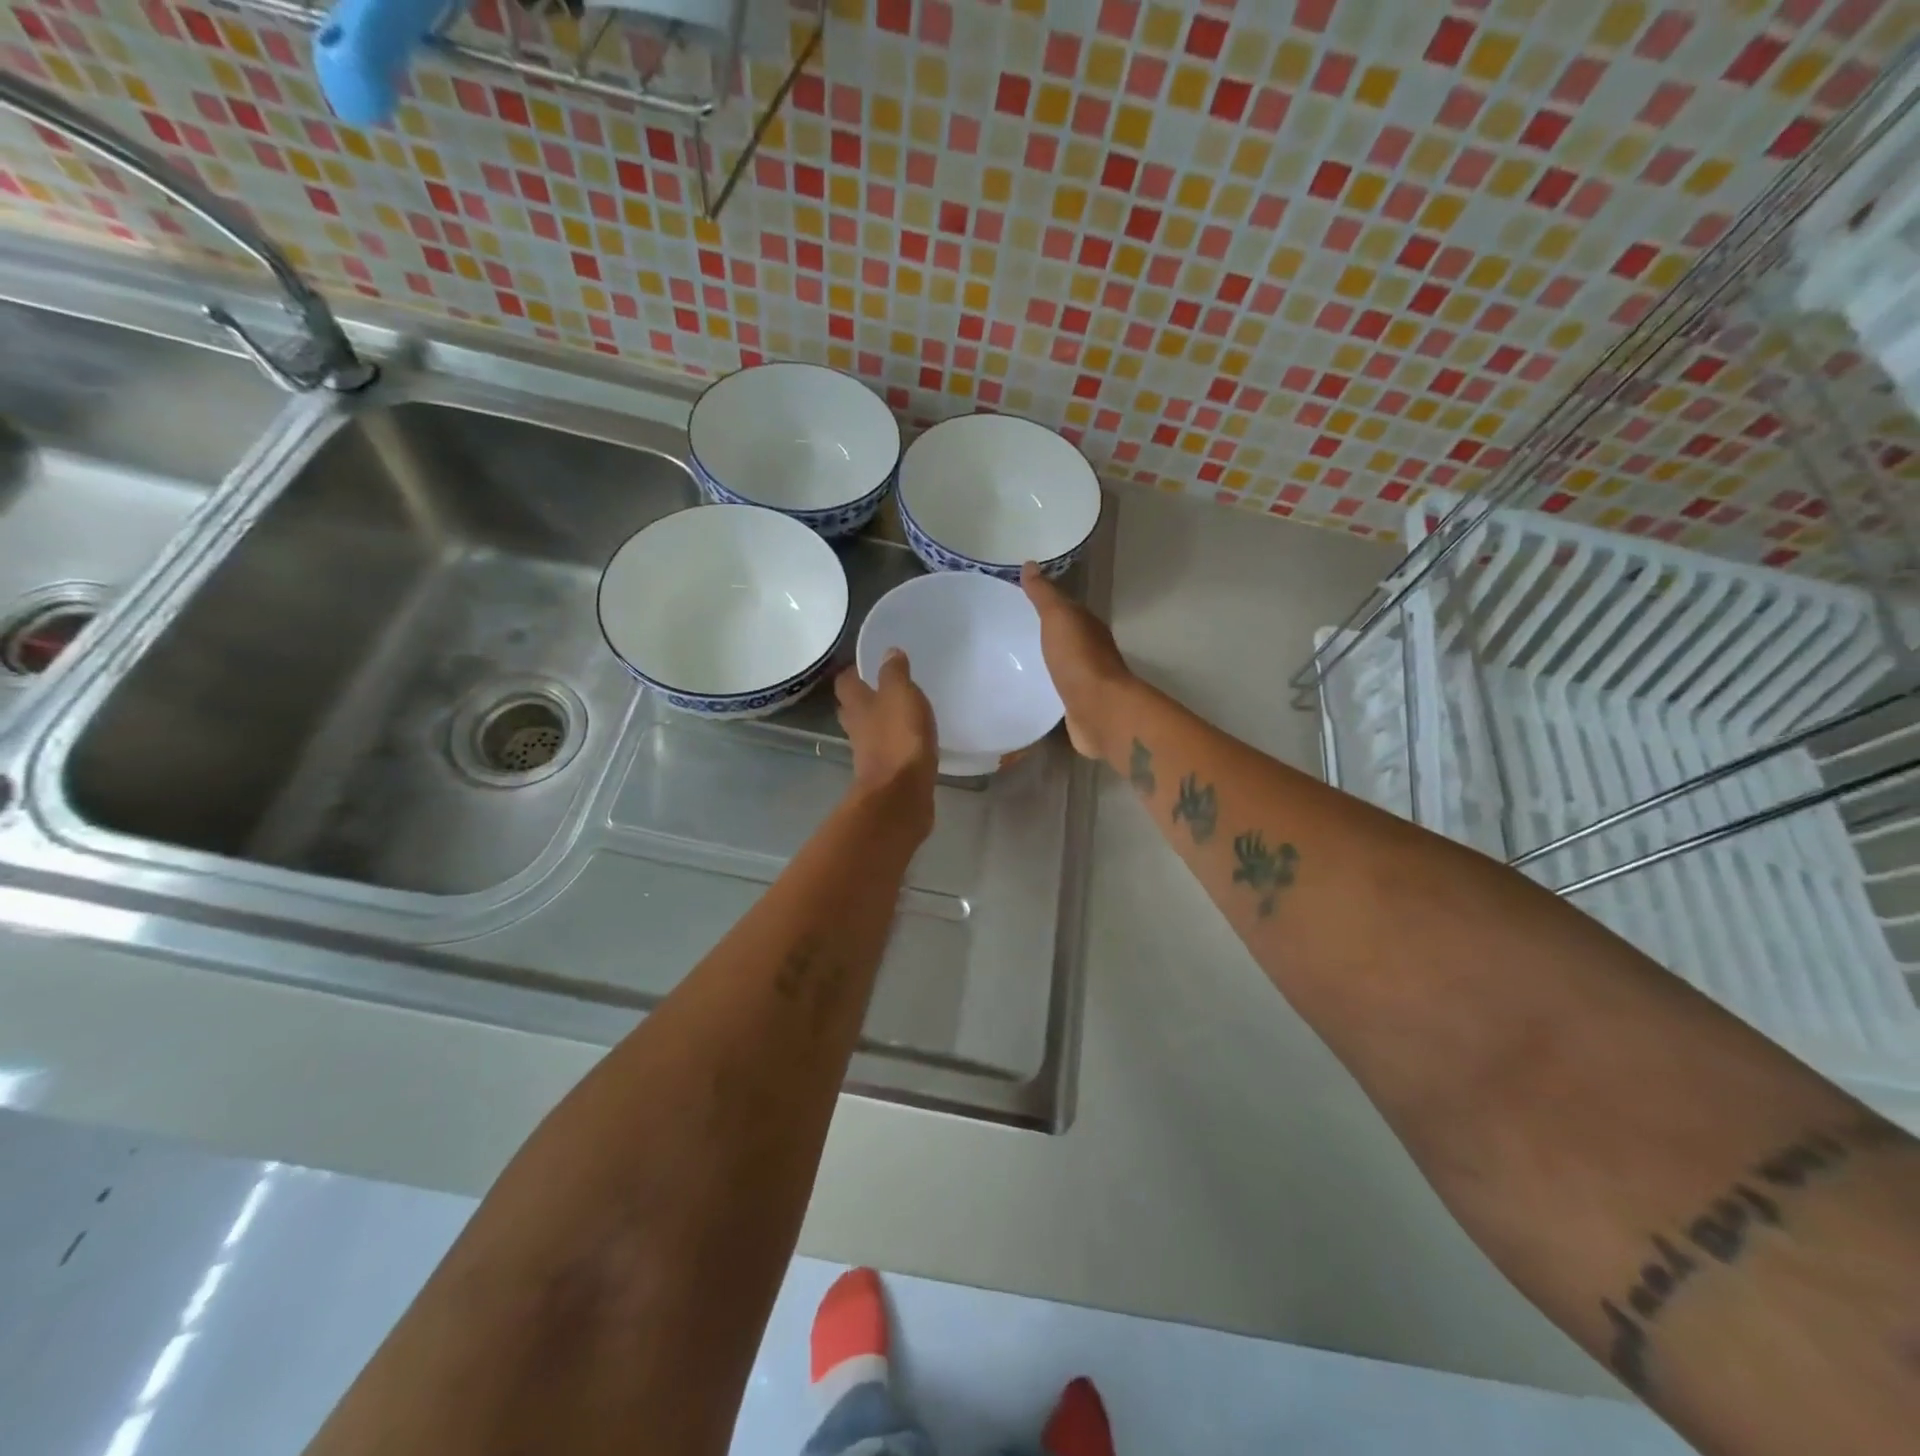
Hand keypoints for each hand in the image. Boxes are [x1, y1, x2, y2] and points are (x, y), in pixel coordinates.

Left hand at [835, 650, 937, 824]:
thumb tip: (888, 652)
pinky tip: (909, 742)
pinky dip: (893, 745)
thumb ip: (894, 673)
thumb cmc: (899, 738)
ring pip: (867, 732)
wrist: (901, 794)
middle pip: (851, 708)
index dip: (853, 672)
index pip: (845, 682)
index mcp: (858, 705)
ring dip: (877, 723)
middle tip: (880, 688)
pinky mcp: (884, 774)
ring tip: (899, 714)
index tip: (866, 664)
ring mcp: (868, 754)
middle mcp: (857, 728)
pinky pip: (885, 752)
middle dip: (862, 699)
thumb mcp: (901, 695)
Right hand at [1021, 562, 1133, 760]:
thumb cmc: (1079, 660)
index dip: (1045, 603)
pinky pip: (1057, 690)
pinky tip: (1028, 688)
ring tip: (1013, 660)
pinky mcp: (1077, 706)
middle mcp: (1091, 650)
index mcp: (1088, 626)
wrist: (1100, 712)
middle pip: (1064, 637)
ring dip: (1044, 661)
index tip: (1018, 601)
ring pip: (1061, 664)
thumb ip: (1044, 595)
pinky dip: (1045, 686)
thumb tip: (1030, 565)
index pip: (1065, 609)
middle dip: (1043, 633)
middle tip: (1011, 631)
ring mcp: (1086, 680)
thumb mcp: (1059, 618)